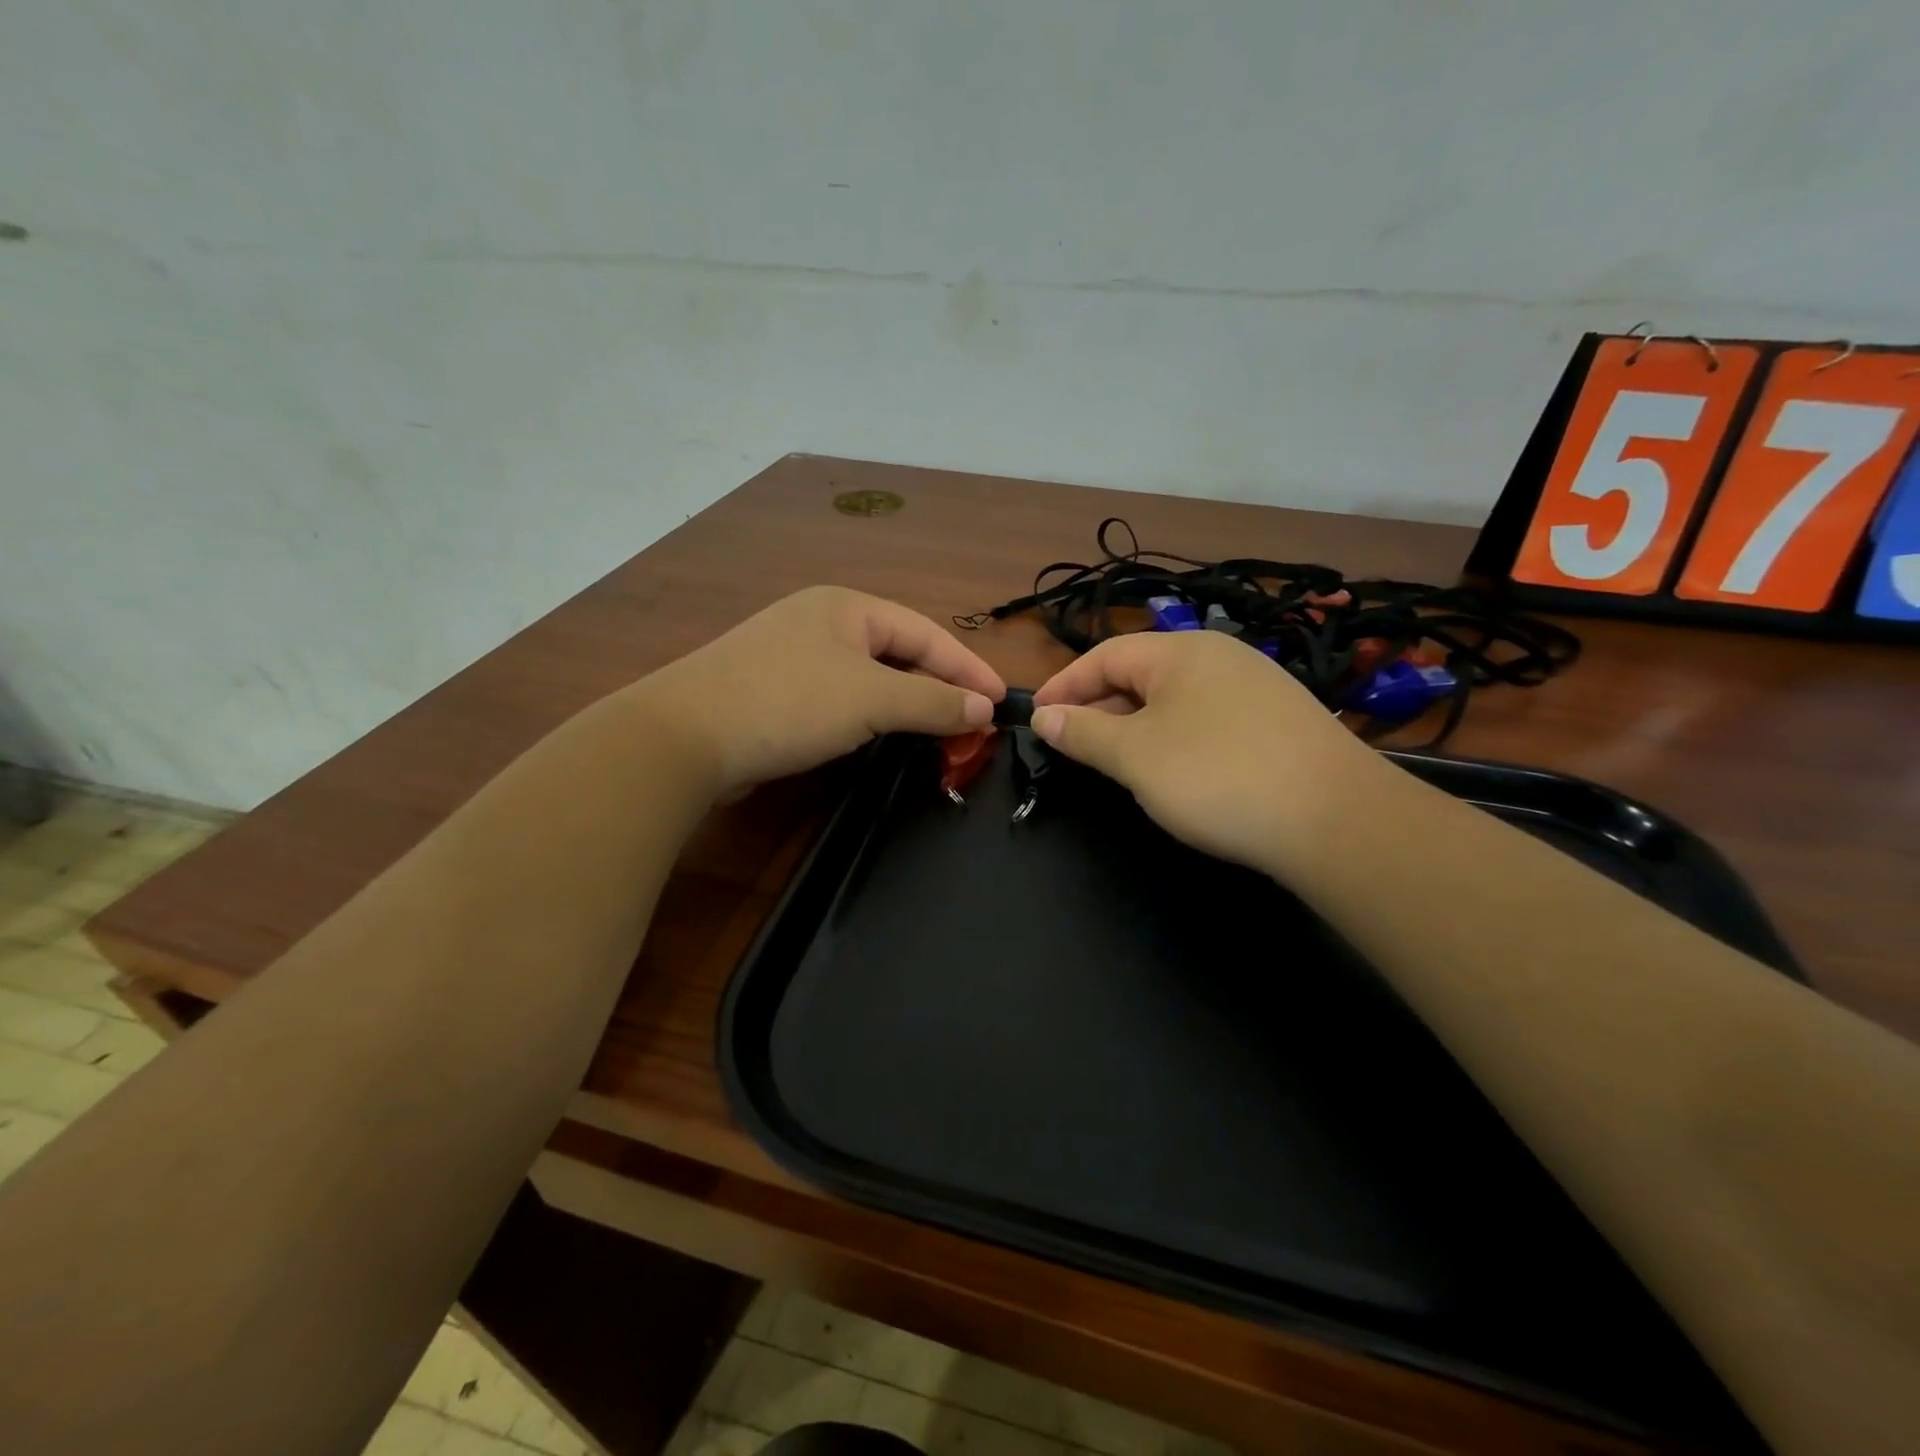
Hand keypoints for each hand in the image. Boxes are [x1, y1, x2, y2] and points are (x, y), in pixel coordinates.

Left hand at [632, 586, 1004, 795]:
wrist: (683, 737)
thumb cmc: (788, 702)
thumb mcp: (872, 699)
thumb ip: (933, 701)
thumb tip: (984, 708)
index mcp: (846, 606)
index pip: (925, 632)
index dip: (967, 667)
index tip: (1000, 702)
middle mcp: (820, 622)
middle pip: (898, 652)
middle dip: (938, 687)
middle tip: (973, 724)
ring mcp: (793, 657)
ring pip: (869, 679)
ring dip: (905, 705)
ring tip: (938, 733)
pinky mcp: (774, 693)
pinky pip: (840, 700)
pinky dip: (869, 718)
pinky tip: (880, 739)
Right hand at [1030, 631, 1390, 876]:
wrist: (1337, 819)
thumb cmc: (1217, 776)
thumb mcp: (1135, 756)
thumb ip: (1084, 733)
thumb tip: (1044, 716)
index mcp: (1180, 651)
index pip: (1105, 655)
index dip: (1064, 685)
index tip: (1037, 718)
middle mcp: (1220, 656)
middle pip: (1141, 673)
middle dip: (1099, 706)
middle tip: (1072, 745)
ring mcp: (1256, 687)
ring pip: (1176, 698)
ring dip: (1136, 724)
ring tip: (1116, 761)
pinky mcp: (1280, 721)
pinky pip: (1208, 719)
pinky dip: (1176, 738)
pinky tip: (1177, 771)